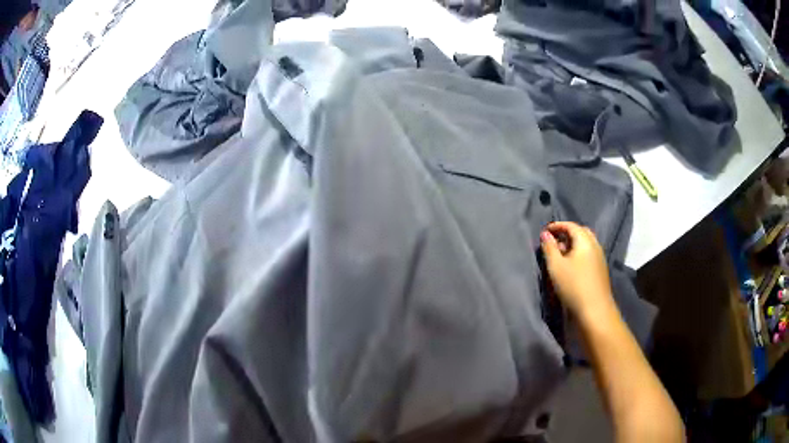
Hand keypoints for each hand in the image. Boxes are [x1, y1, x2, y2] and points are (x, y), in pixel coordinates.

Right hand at [540, 222, 613, 318]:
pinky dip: (579, 253)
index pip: (571, 226)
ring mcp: (600, 258)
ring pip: (586, 244)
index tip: (545, 231)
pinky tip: (571, 265)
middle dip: (567, 233)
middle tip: (554, 240)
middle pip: (581, 232)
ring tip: (560, 254)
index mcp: (585, 240)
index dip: (557, 226)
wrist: (595, 310)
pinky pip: (589, 253)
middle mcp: (595, 245)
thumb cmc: (573, 285)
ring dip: (573, 244)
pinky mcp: (600, 270)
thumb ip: (549, 248)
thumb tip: (545, 234)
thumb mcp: (556, 266)